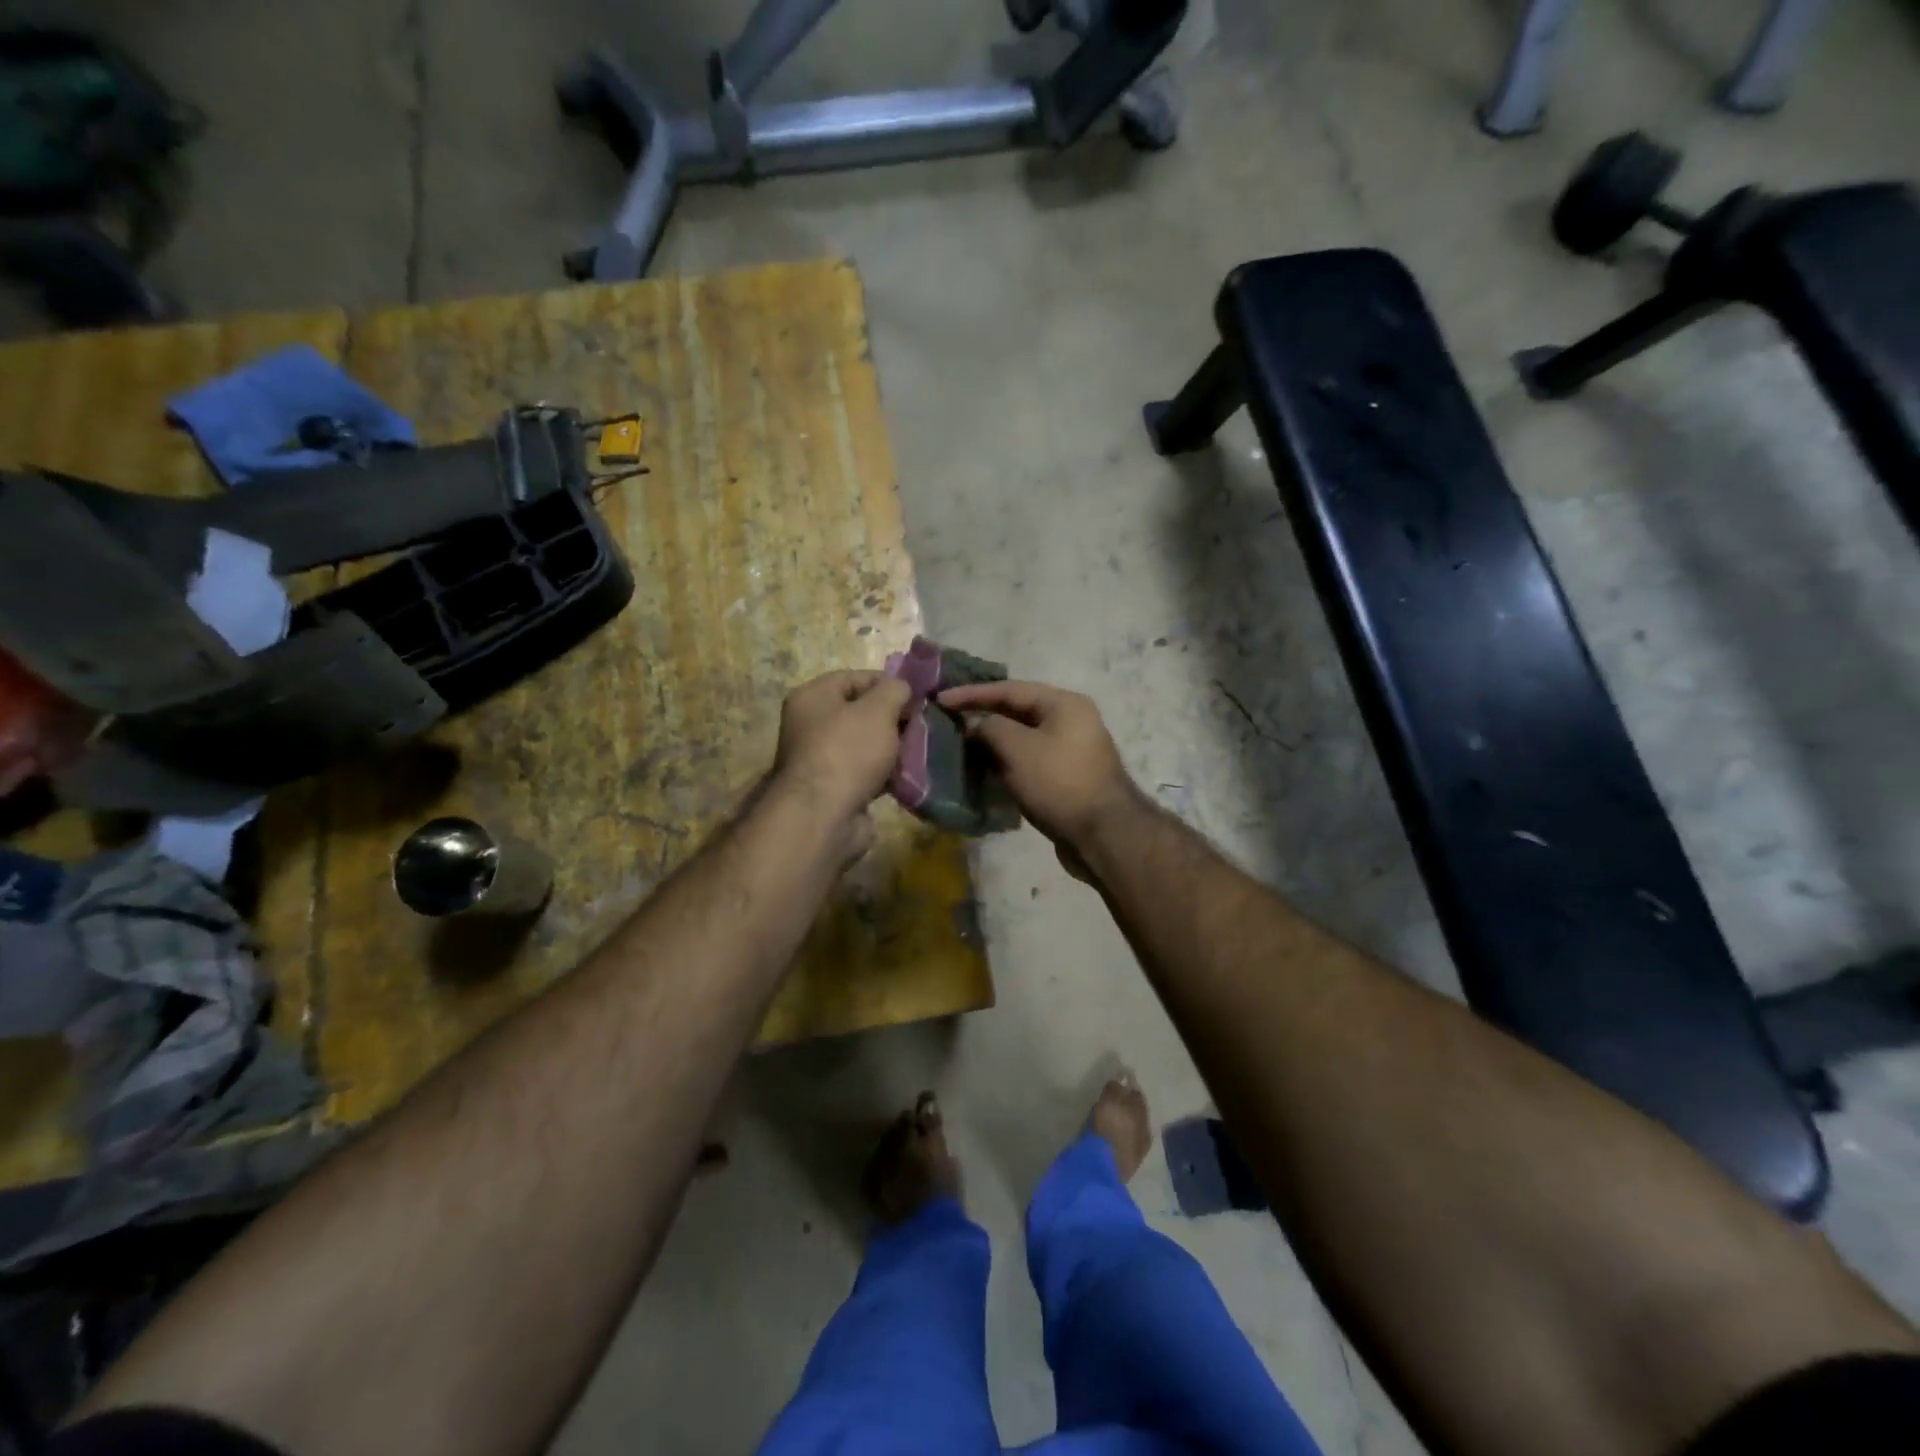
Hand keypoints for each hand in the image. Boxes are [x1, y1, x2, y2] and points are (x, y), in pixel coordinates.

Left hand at [771, 670, 911, 843]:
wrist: (824, 816)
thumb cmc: (848, 751)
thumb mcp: (878, 709)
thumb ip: (894, 690)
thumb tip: (902, 688)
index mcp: (812, 697)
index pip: (855, 678)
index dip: (888, 683)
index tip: (917, 697)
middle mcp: (810, 725)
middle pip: (860, 712)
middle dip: (893, 719)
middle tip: (921, 725)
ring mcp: (820, 759)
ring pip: (865, 744)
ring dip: (891, 748)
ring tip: (918, 751)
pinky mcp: (833, 789)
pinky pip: (865, 772)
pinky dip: (884, 774)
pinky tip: (905, 777)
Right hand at [937, 681, 1144, 864]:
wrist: (1103, 835)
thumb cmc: (1059, 783)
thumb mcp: (1018, 749)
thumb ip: (990, 728)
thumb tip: (975, 724)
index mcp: (1064, 704)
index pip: (1010, 689)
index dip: (972, 694)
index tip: (941, 699)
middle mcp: (1071, 721)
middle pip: (1018, 711)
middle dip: (982, 716)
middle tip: (948, 721)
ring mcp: (1071, 750)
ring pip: (1023, 739)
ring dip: (993, 742)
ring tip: (960, 746)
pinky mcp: (1067, 778)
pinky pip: (1030, 761)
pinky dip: (1006, 762)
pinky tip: (984, 770)